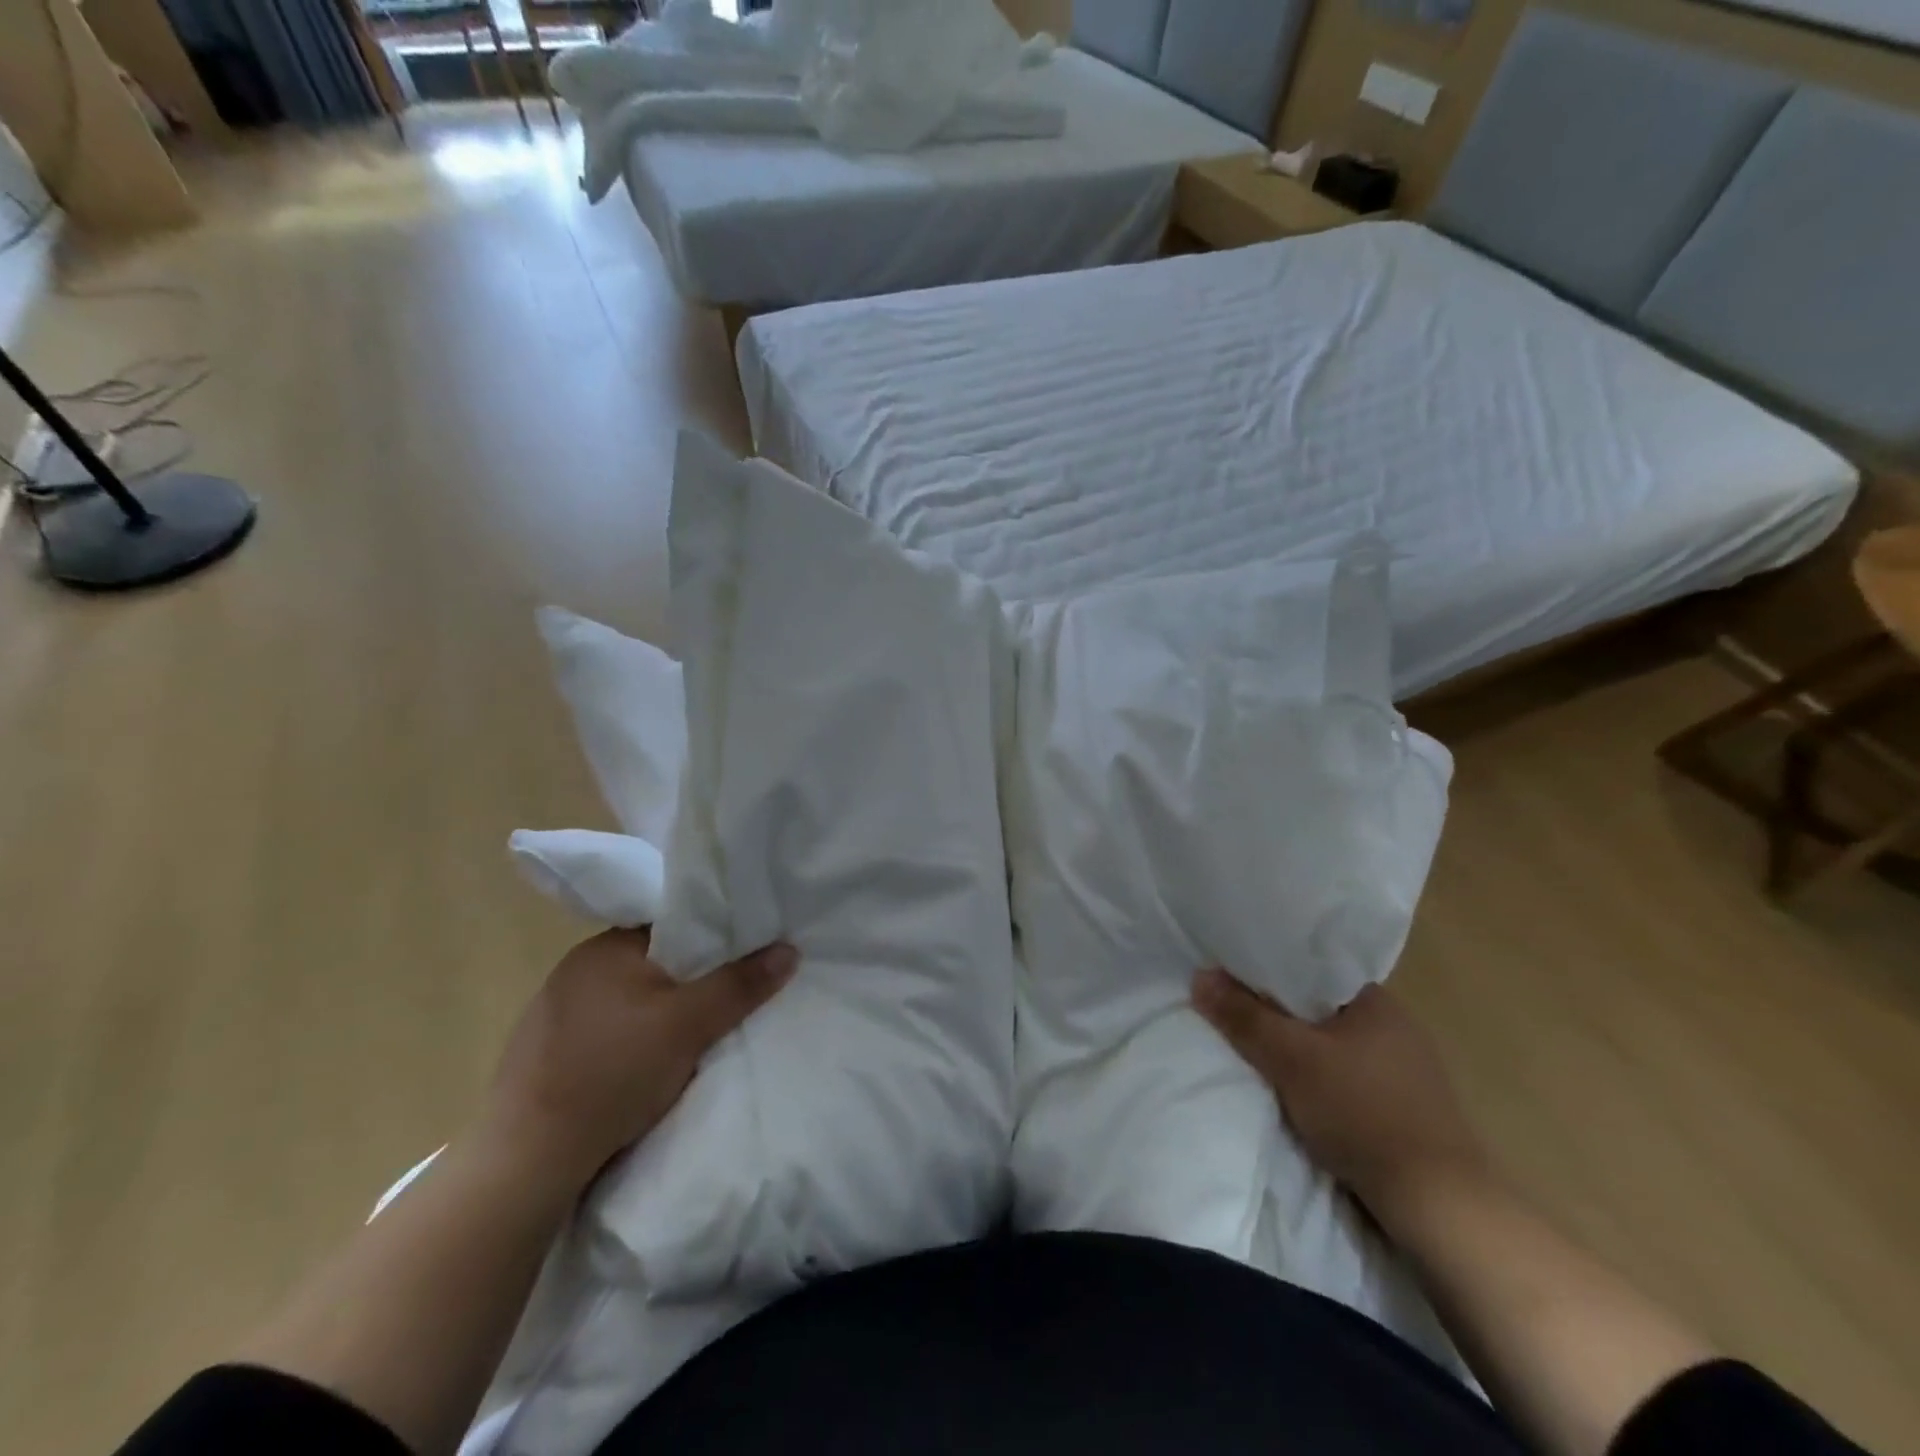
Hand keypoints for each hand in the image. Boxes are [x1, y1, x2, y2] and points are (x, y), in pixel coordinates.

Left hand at [477, 929, 797, 1193]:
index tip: (744, 957)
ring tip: (692, 1036)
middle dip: (690, 979)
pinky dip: (632, 1038)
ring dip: (660, 1011)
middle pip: (655, 961)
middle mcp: (576, 968)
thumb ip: (740, 984)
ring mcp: (556, 1011)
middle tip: (726, 1001)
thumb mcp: (688, 1026)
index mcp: (605, 947)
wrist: (526, 1161)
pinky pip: (607, 1028)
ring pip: (631, 997)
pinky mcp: (546, 1052)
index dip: (714, 938)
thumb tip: (790, 948)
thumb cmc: (612, 1074)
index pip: (673, 925)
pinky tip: (643, 1065)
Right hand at [1191, 970, 1488, 1231]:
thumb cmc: (1363, 1114)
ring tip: (1256, 1052)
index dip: (1267, 971)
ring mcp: (1405, 1069)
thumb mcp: (1291, 1060)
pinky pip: (1347, 1075)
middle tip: (1233, 1015)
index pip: (1309, 968)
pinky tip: (1297, 1092)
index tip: (1230, 978)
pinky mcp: (1405, 1108)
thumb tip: (1199, 976)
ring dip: (1298, 1049)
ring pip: (1331, 1044)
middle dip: (1277, 1013)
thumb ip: (1244, 1017)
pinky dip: (1319, 1078)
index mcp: (1376, 1000)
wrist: (1440, 1206)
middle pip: (1317, 1007)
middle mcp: (1395, 1025)